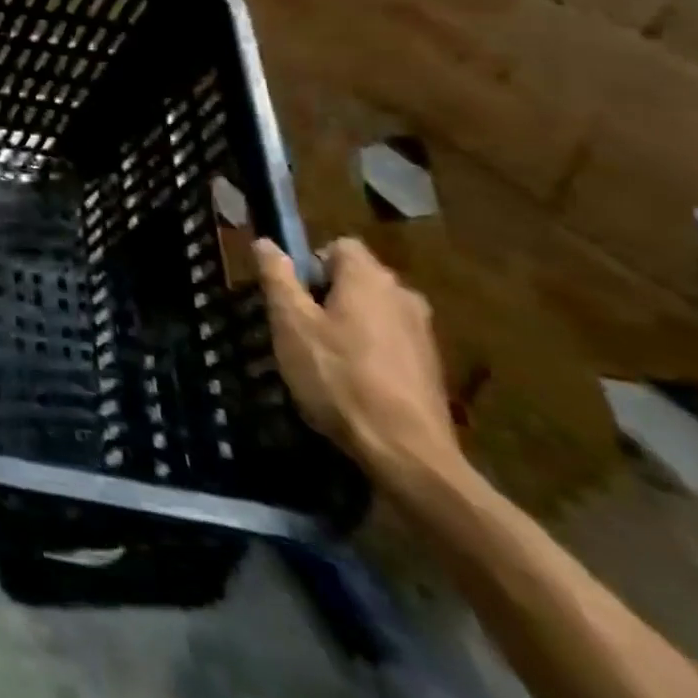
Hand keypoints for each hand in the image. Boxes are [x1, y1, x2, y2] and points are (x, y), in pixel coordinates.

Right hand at [253, 237, 465, 492]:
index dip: (310, 262)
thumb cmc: (339, 377)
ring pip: (373, 310)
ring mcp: (423, 333)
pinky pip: (389, 340)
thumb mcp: (291, 323)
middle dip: (326, 293)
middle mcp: (403, 296)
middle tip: (298, 326)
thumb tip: (267, 242)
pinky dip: (368, 349)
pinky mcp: (430, 367)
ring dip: (347, 322)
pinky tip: (350, 380)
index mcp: (370, 279)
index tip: (292, 294)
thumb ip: (278, 277)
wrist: (407, 454)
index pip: (338, 246)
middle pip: (356, 278)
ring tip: (321, 356)